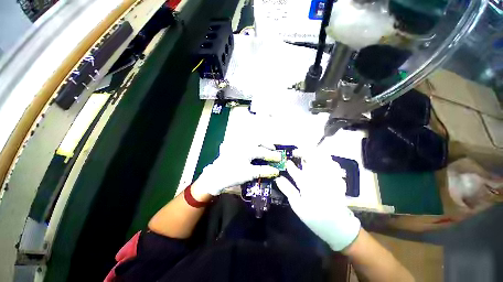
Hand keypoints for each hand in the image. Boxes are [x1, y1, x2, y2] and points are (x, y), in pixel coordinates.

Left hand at [193, 143, 280, 195]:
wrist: (216, 176)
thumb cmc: (233, 174)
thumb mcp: (249, 174)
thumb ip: (263, 171)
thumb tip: (276, 171)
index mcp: (248, 150)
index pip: (264, 152)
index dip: (273, 155)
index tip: (280, 158)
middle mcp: (243, 143)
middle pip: (258, 140)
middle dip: (267, 144)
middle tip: (273, 149)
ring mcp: (237, 143)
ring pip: (251, 139)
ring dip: (259, 142)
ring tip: (265, 147)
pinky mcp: (232, 145)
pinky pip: (244, 141)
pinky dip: (251, 143)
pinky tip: (253, 147)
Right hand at [275, 151, 360, 250]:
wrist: (337, 226)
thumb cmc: (314, 217)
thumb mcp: (298, 206)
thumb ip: (288, 190)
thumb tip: (278, 179)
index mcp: (307, 187)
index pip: (296, 172)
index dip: (290, 166)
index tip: (287, 162)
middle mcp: (319, 180)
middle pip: (311, 160)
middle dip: (303, 153)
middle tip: (297, 153)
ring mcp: (330, 179)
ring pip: (323, 160)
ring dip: (314, 154)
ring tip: (308, 154)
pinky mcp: (338, 180)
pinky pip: (334, 165)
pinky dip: (327, 160)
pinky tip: (322, 161)